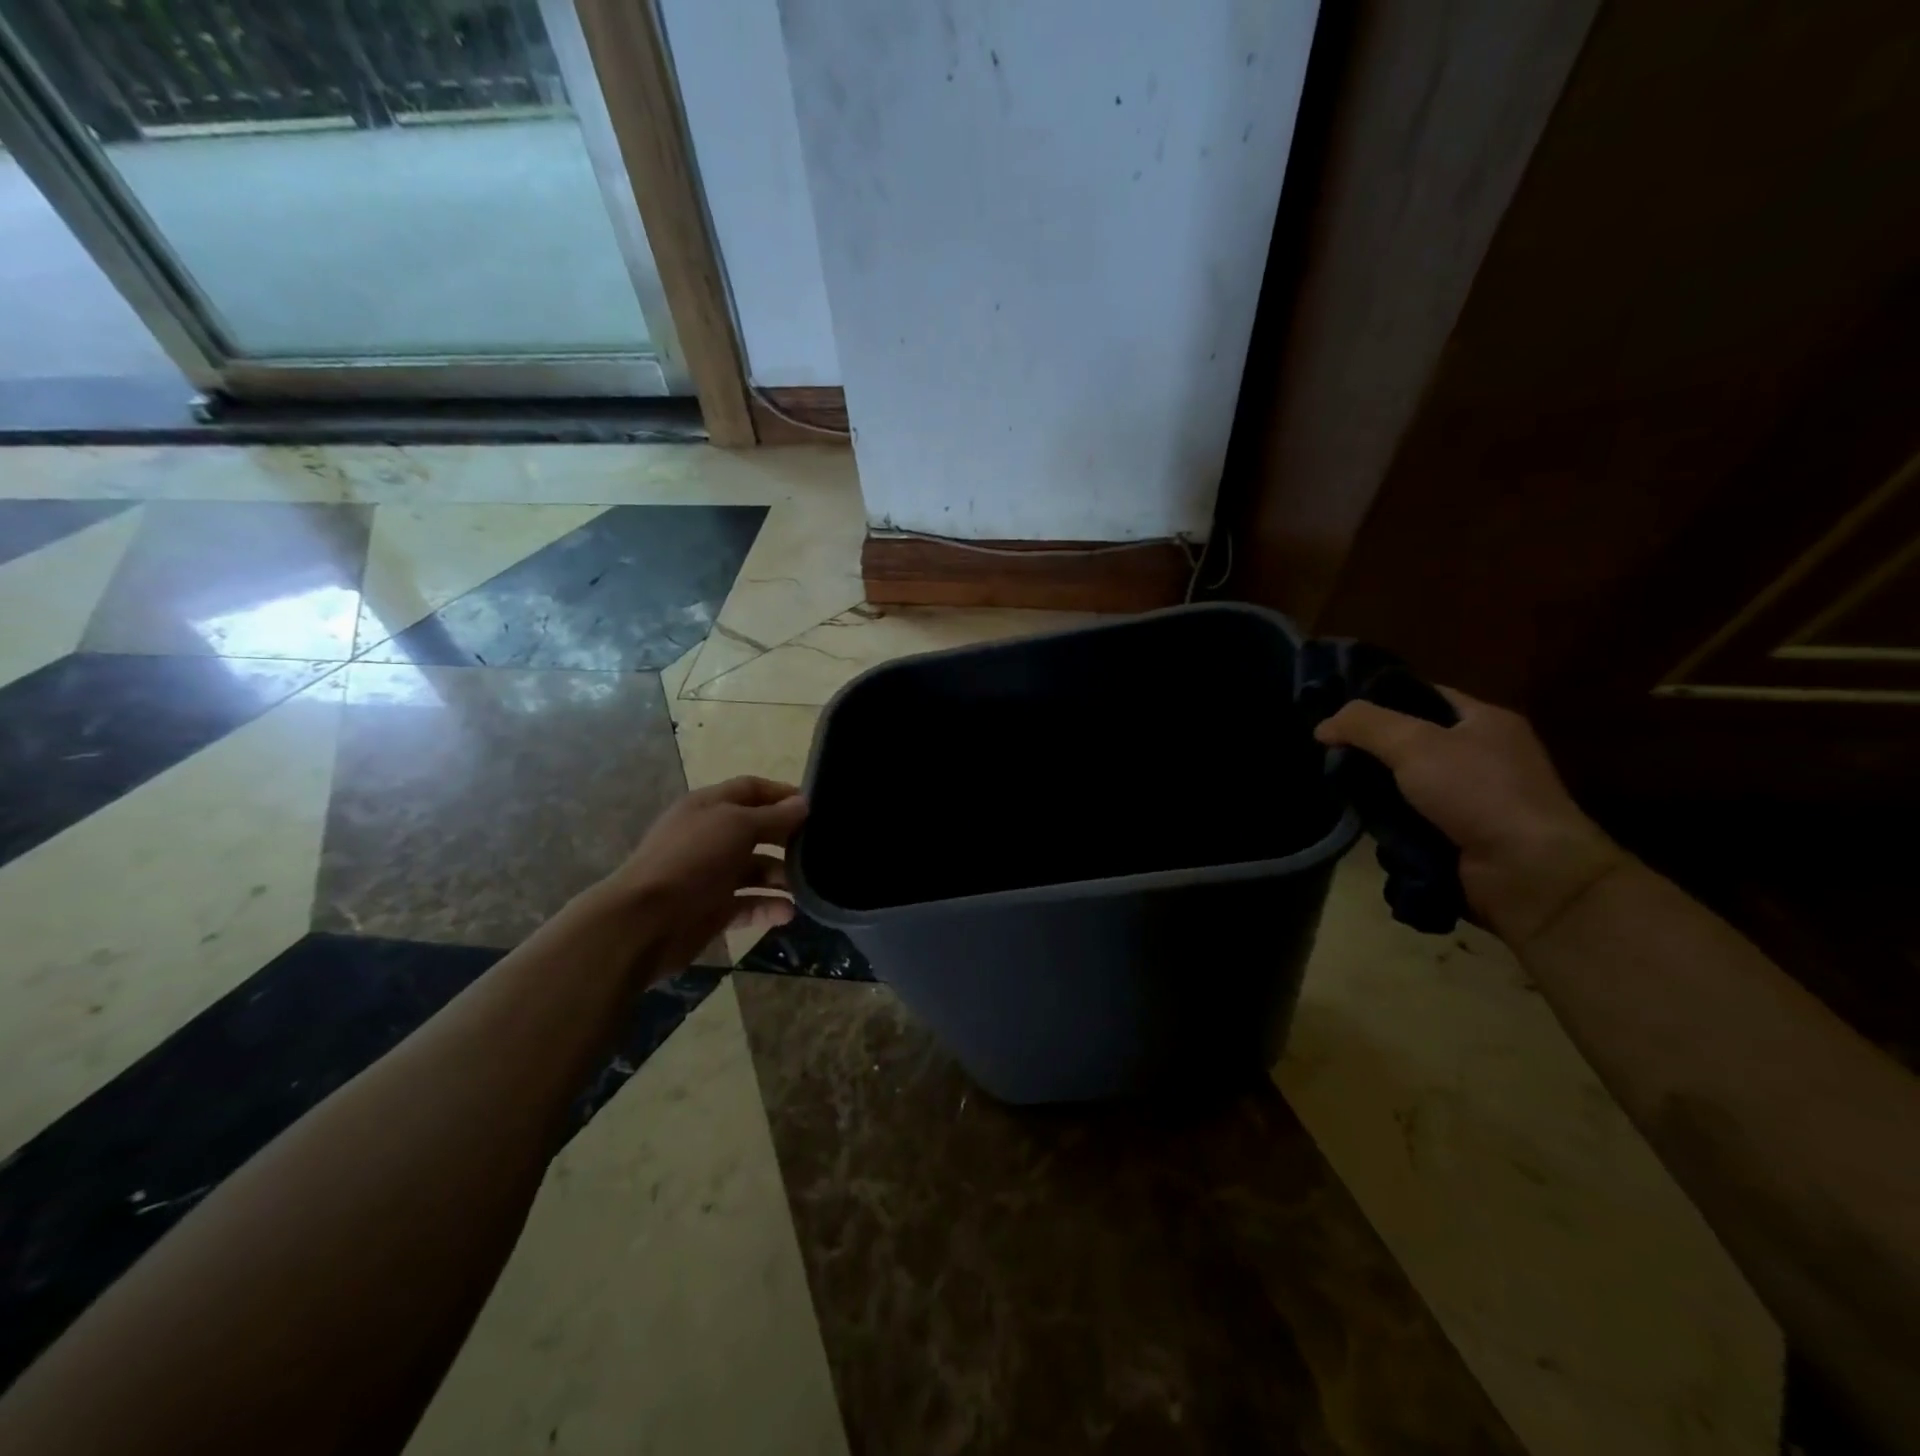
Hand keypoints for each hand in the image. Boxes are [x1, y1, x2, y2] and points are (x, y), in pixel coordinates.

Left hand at [585, 776, 807, 973]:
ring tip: (807, 885)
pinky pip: (748, 904)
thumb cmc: (693, 859)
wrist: (645, 921)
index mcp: (709, 807)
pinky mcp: (713, 909)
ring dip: (781, 876)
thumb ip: (773, 816)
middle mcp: (710, 836)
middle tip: (820, 848)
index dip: (782, 794)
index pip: (751, 789)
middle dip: (787, 837)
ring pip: (756, 870)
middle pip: (757, 830)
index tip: (815, 806)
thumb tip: (803, 804)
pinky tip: (788, 913)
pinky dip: (768, 907)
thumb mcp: (737, 825)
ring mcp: (711, 874)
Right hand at [1314, 688, 1626, 948]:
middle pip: (1408, 742)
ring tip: (1333, 789)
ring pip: (1403, 784)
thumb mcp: (1414, 743)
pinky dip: (1386, 823)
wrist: (1528, 873)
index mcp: (1483, 720)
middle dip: (1368, 749)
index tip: (1335, 712)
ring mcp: (1471, 799)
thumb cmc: (1478, 792)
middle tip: (1325, 754)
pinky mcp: (1458, 836)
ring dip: (1373, 790)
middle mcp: (1480, 755)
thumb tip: (1322, 727)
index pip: (1421, 695)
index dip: (1378, 699)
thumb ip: (1364, 725)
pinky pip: (1408, 819)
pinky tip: (1359, 823)